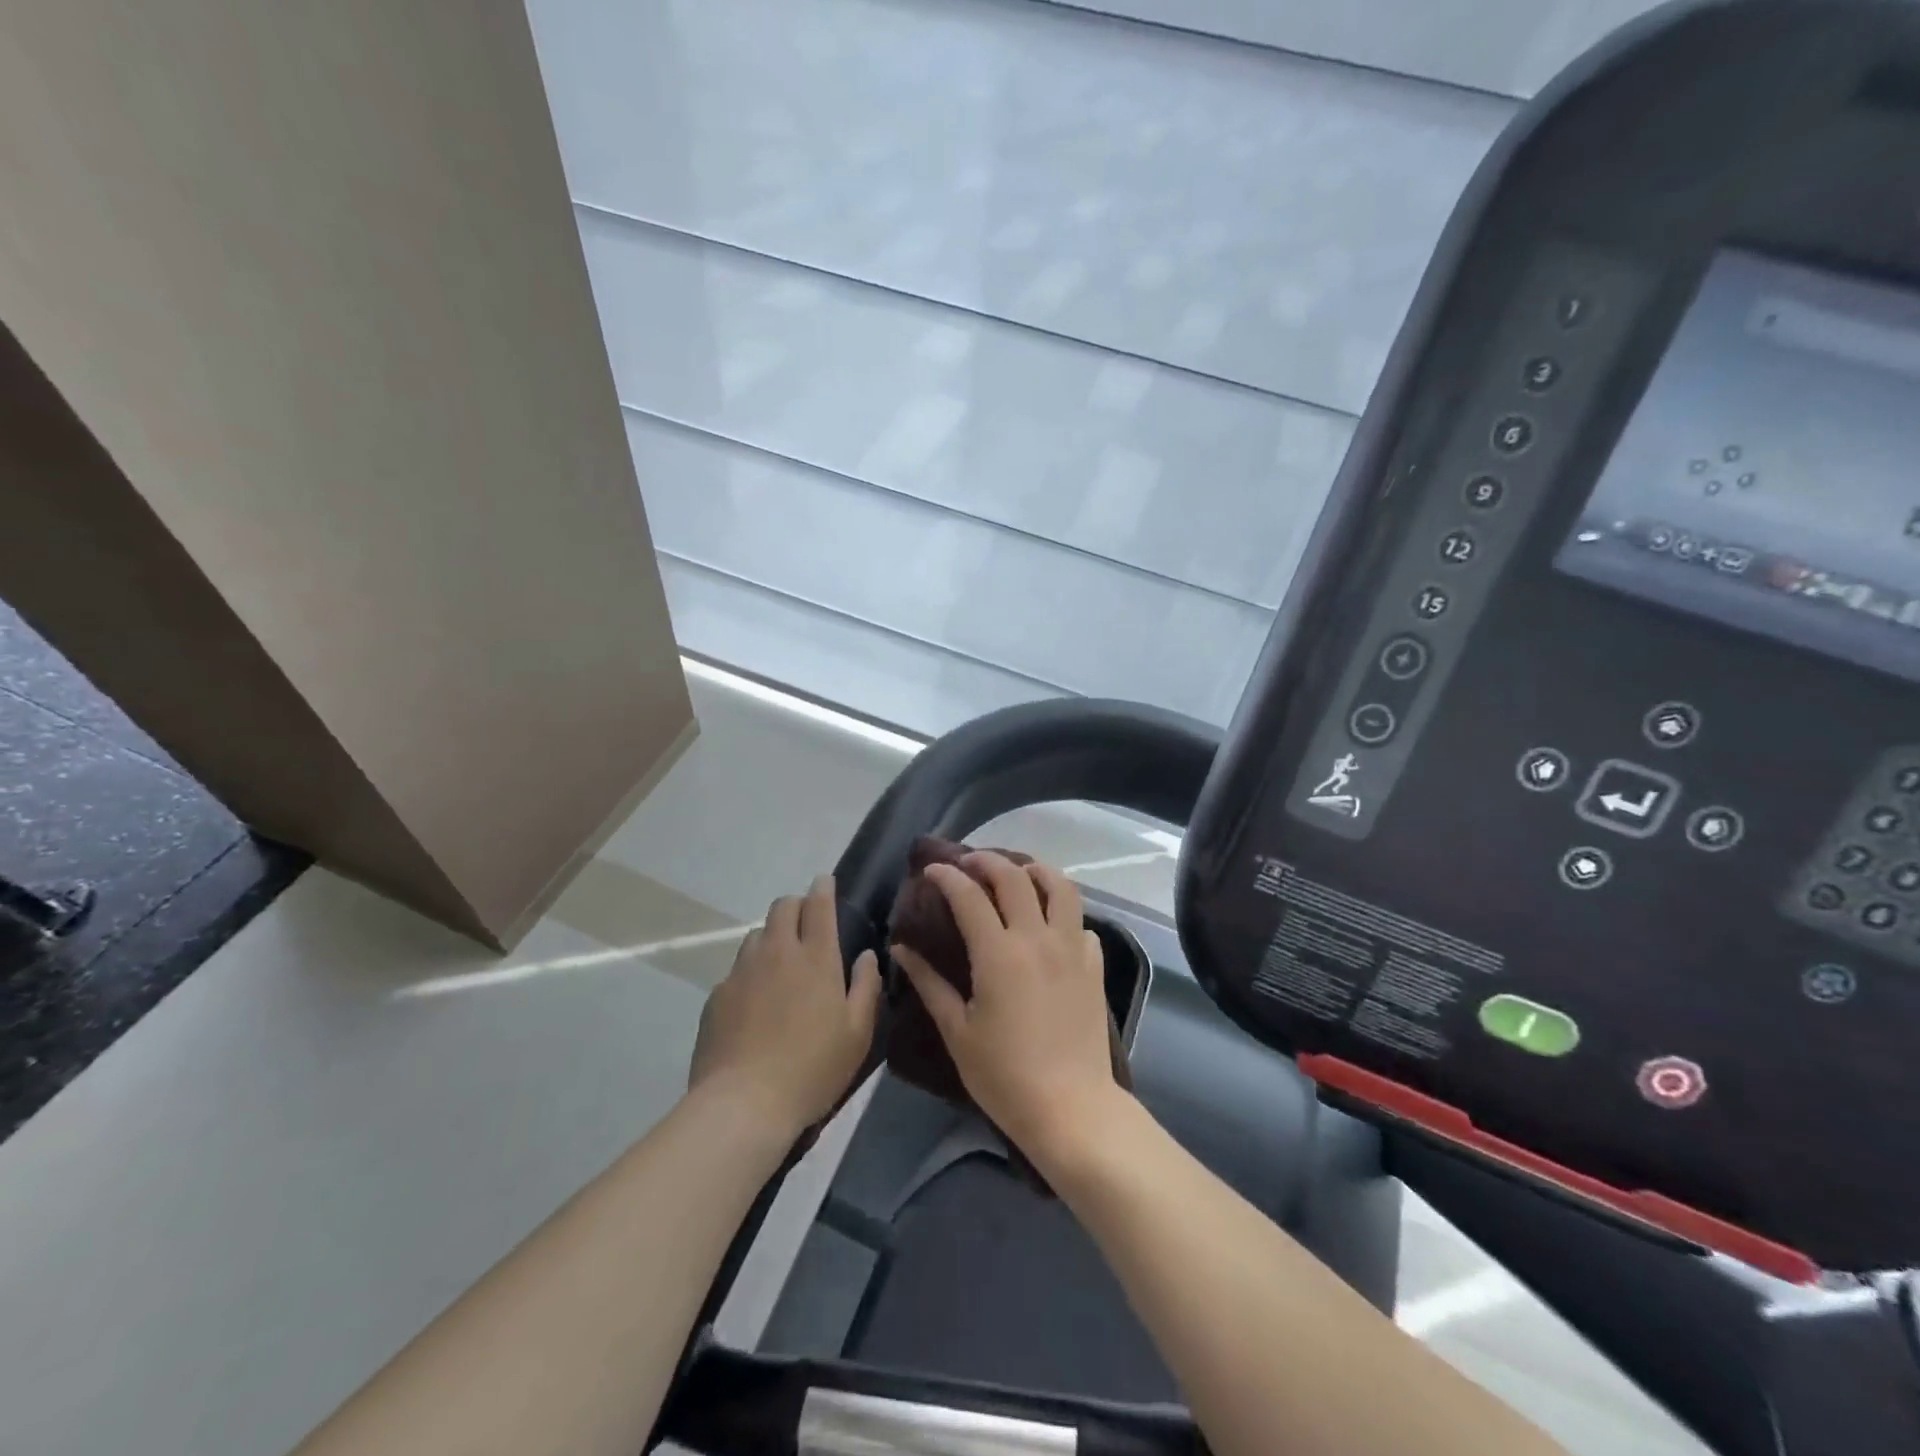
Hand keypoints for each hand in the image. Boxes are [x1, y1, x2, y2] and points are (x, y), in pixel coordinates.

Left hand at [690, 874, 881, 1138]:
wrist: (743, 1104)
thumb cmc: (812, 1068)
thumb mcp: (857, 1032)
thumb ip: (865, 986)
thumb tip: (867, 955)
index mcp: (816, 957)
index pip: (818, 904)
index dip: (823, 887)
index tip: (825, 881)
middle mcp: (777, 952)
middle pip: (782, 907)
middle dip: (796, 905)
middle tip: (807, 923)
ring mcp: (742, 971)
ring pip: (756, 935)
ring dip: (772, 938)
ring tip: (781, 964)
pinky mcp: (717, 995)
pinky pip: (737, 970)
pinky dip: (751, 973)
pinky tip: (756, 1004)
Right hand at [893, 853, 1122, 1161]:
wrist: (1071, 1108)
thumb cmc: (1004, 1075)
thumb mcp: (957, 1030)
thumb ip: (929, 983)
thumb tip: (901, 949)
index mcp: (999, 953)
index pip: (969, 896)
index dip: (947, 876)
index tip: (931, 870)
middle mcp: (1037, 939)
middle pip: (1015, 877)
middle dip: (987, 861)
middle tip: (968, 864)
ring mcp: (1071, 949)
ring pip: (1060, 887)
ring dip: (1036, 871)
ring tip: (1018, 874)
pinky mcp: (1093, 966)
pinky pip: (1081, 923)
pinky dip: (1063, 912)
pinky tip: (1050, 925)